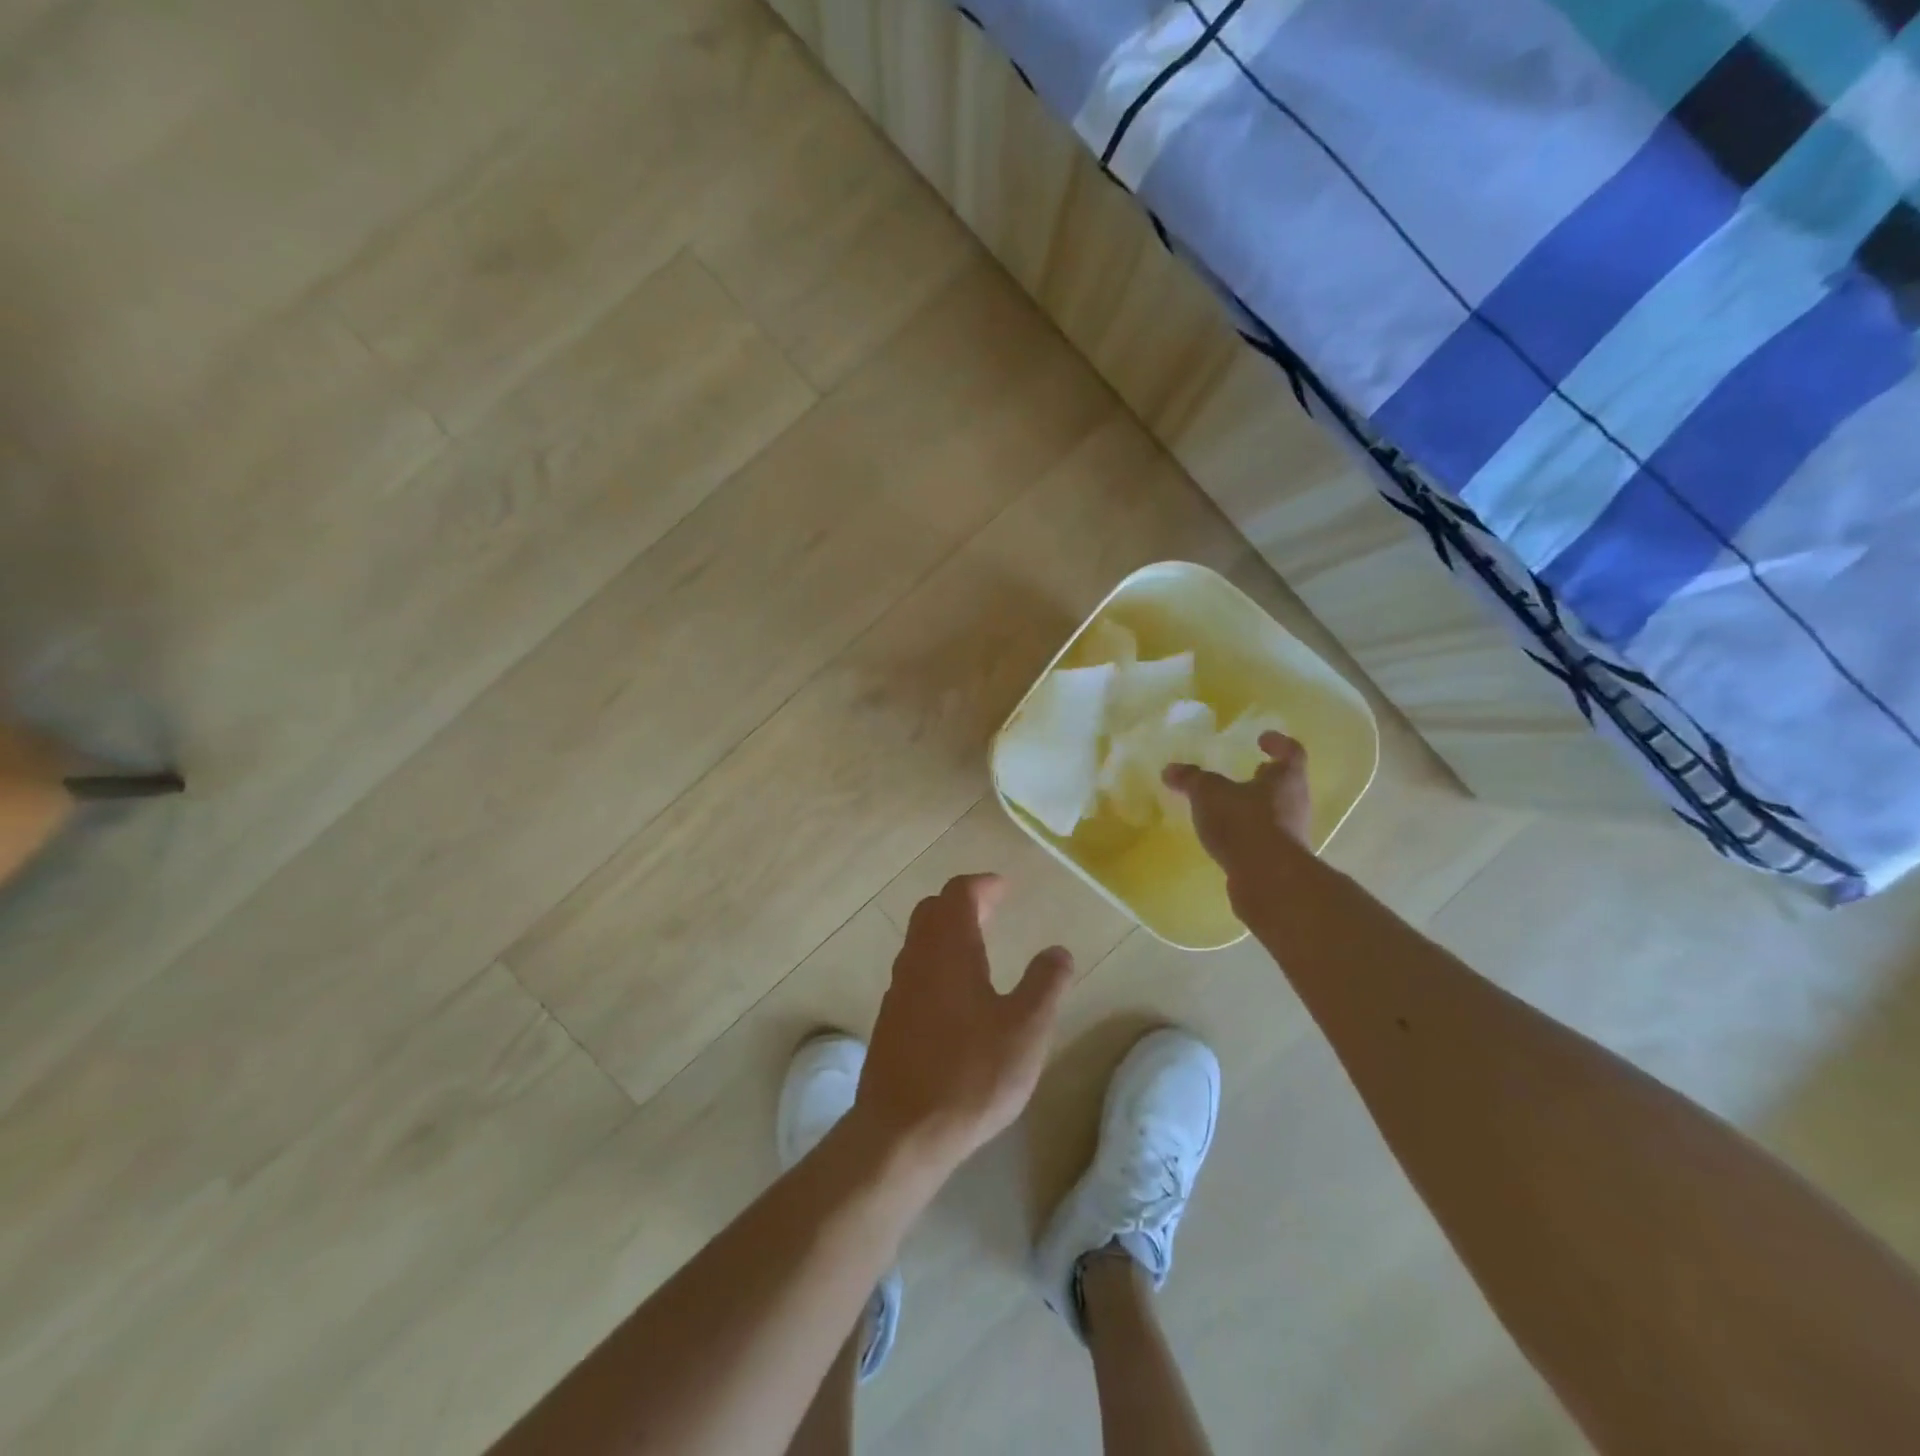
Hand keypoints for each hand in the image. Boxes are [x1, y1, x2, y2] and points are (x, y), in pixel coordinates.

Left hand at [855, 874, 1073, 1171]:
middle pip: (933, 910)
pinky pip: (914, 970)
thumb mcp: (1026, 1029)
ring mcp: (898, 989)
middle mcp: (918, 958)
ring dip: (947, 932)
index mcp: (949, 949)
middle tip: (993, 909)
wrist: (902, 1131)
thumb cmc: (971, 1074)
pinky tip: (956, 993)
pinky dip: (936, 961)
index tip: (1005, 887)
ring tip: (979, 946)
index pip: (959, 894)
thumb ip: (1046, 984)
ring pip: (920, 941)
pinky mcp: (890, 1019)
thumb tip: (1058, 951)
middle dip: (963, 903)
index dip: (982, 885)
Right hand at [1163, 731, 1312, 878]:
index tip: (1262, 738)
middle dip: (1265, 778)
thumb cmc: (1244, 822)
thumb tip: (1170, 769)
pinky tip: (1226, 836)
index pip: (1291, 752)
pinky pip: (1264, 838)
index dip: (1278, 742)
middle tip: (1247, 771)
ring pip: (1275, 812)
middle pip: (1285, 784)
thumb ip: (1191, 779)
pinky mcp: (1281, 860)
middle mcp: (1296, 802)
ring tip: (1228, 806)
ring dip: (1256, 807)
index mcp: (1286, 778)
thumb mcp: (1209, 793)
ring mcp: (1291, 834)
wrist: (1268, 879)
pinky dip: (1247, 833)